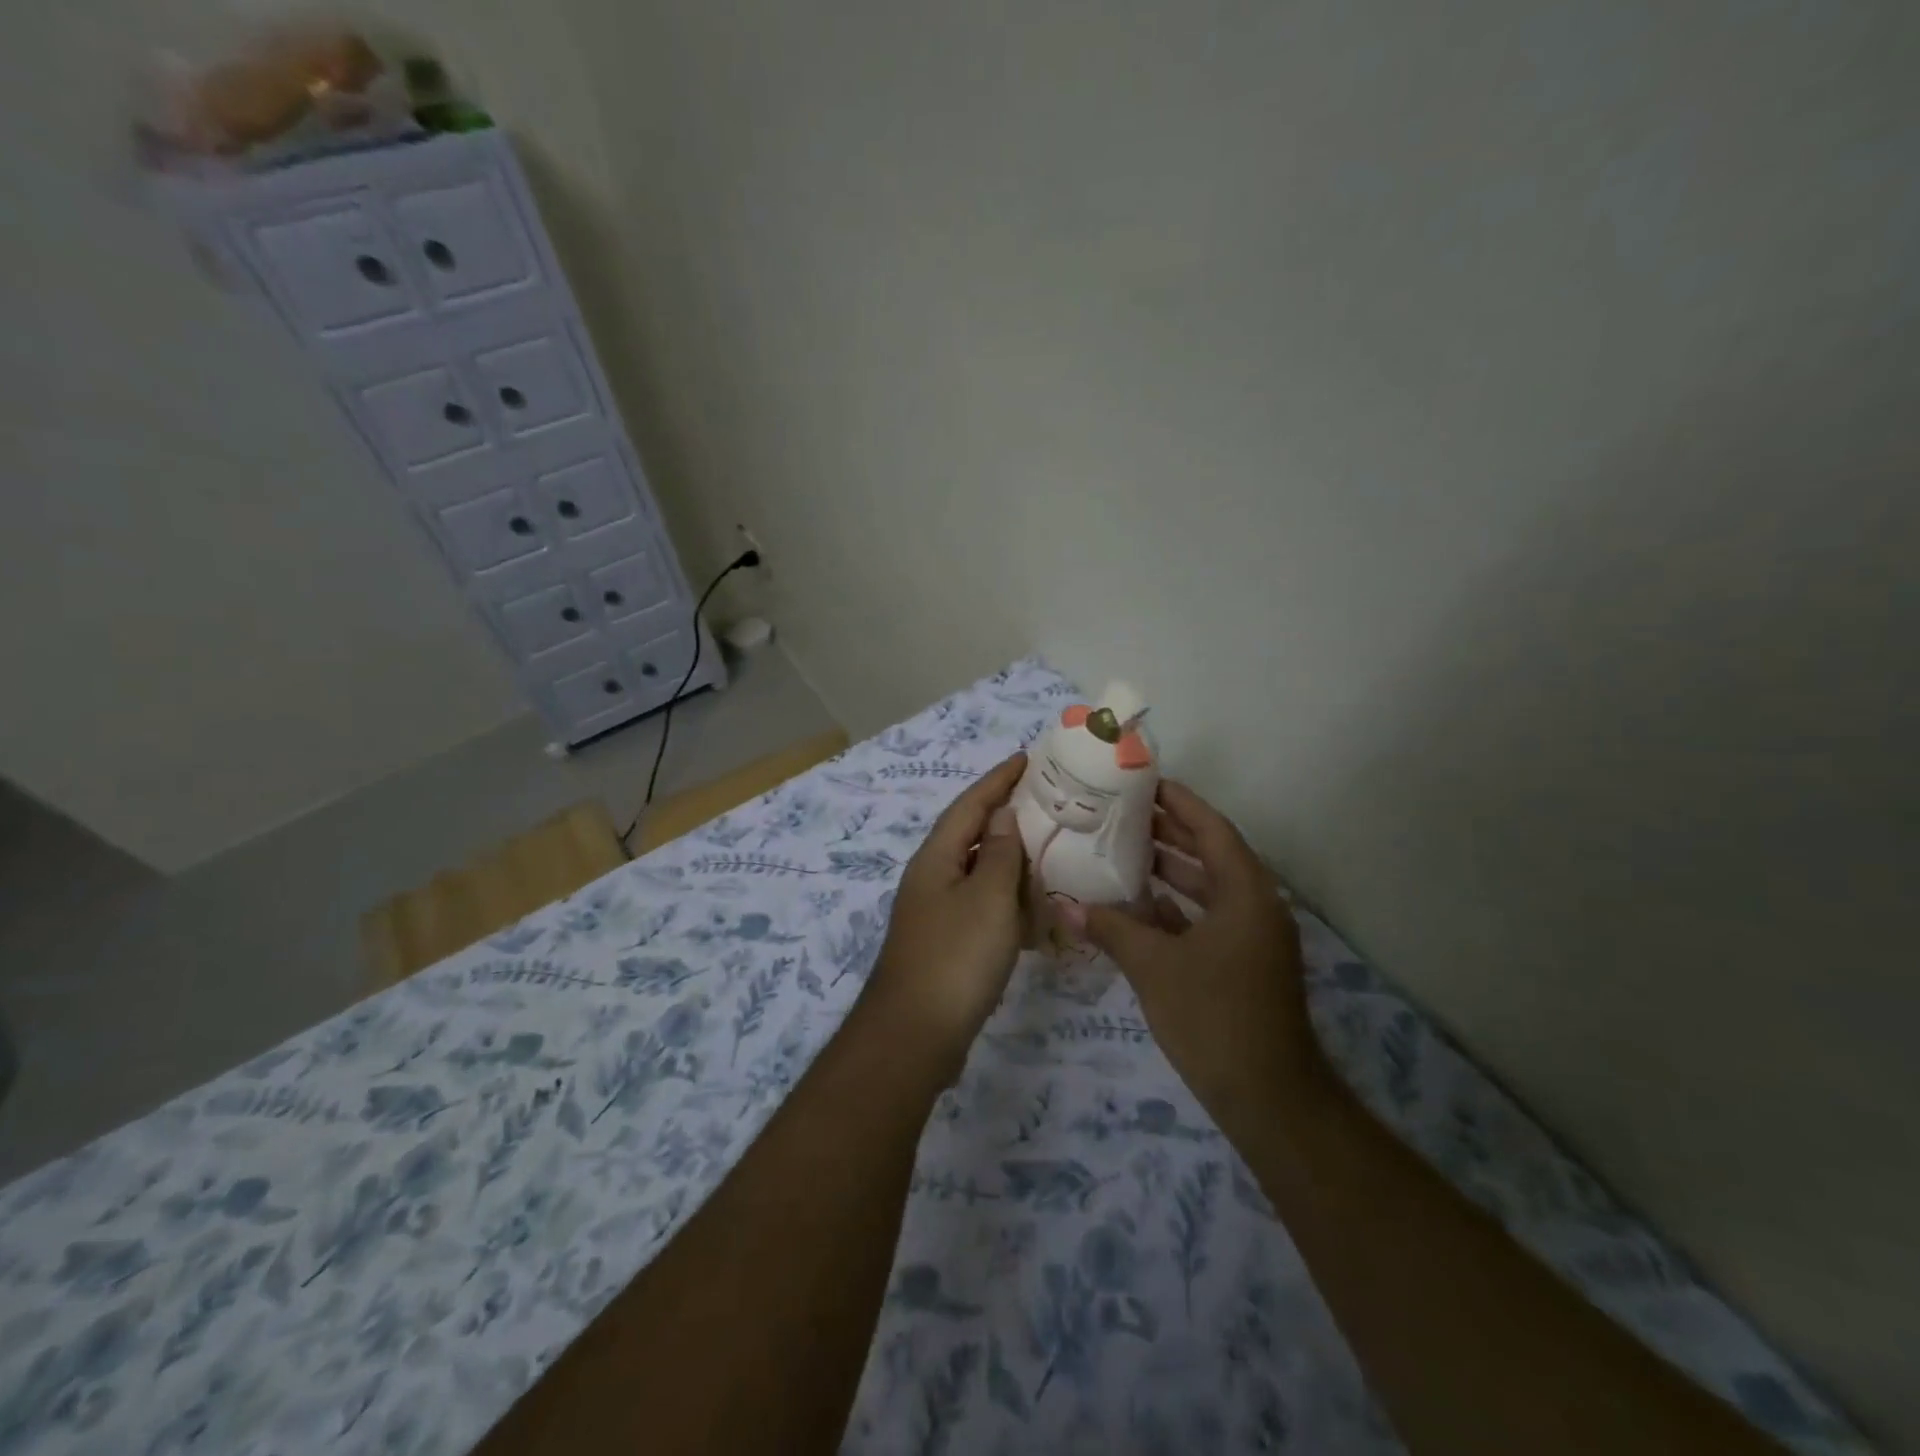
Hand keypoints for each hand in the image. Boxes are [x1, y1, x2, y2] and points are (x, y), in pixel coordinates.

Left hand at [862, 753, 1027, 1077]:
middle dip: (1007, 816)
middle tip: (1048, 803)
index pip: (971, 804)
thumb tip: (1003, 814)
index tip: (1027, 758)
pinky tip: (1033, 910)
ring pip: (980, 873)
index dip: (998, 779)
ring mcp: (937, 912)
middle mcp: (932, 877)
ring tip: (1049, 851)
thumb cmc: (956, 957)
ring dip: (1011, 861)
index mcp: (937, 857)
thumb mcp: (988, 898)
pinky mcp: (947, 943)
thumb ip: (1001, 853)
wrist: (915, 1036)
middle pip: (973, 834)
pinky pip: (982, 908)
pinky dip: (1008, 902)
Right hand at [1068, 780, 1322, 1138]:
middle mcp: (1255, 905)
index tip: (1143, 783)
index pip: (1212, 829)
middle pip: (1211, 853)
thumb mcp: (1154, 967)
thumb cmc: (1214, 1017)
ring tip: (1123, 850)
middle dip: (1170, 831)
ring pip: (1208, 888)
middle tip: (1122, 812)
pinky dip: (1176, 908)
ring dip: (1171, 869)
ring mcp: (1252, 937)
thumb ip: (1110, 929)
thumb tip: (1064, 906)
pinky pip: (1207, 918)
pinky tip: (1138, 905)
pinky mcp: (1244, 963)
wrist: (1270, 1098)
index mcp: (1245, 893)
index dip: (1179, 802)